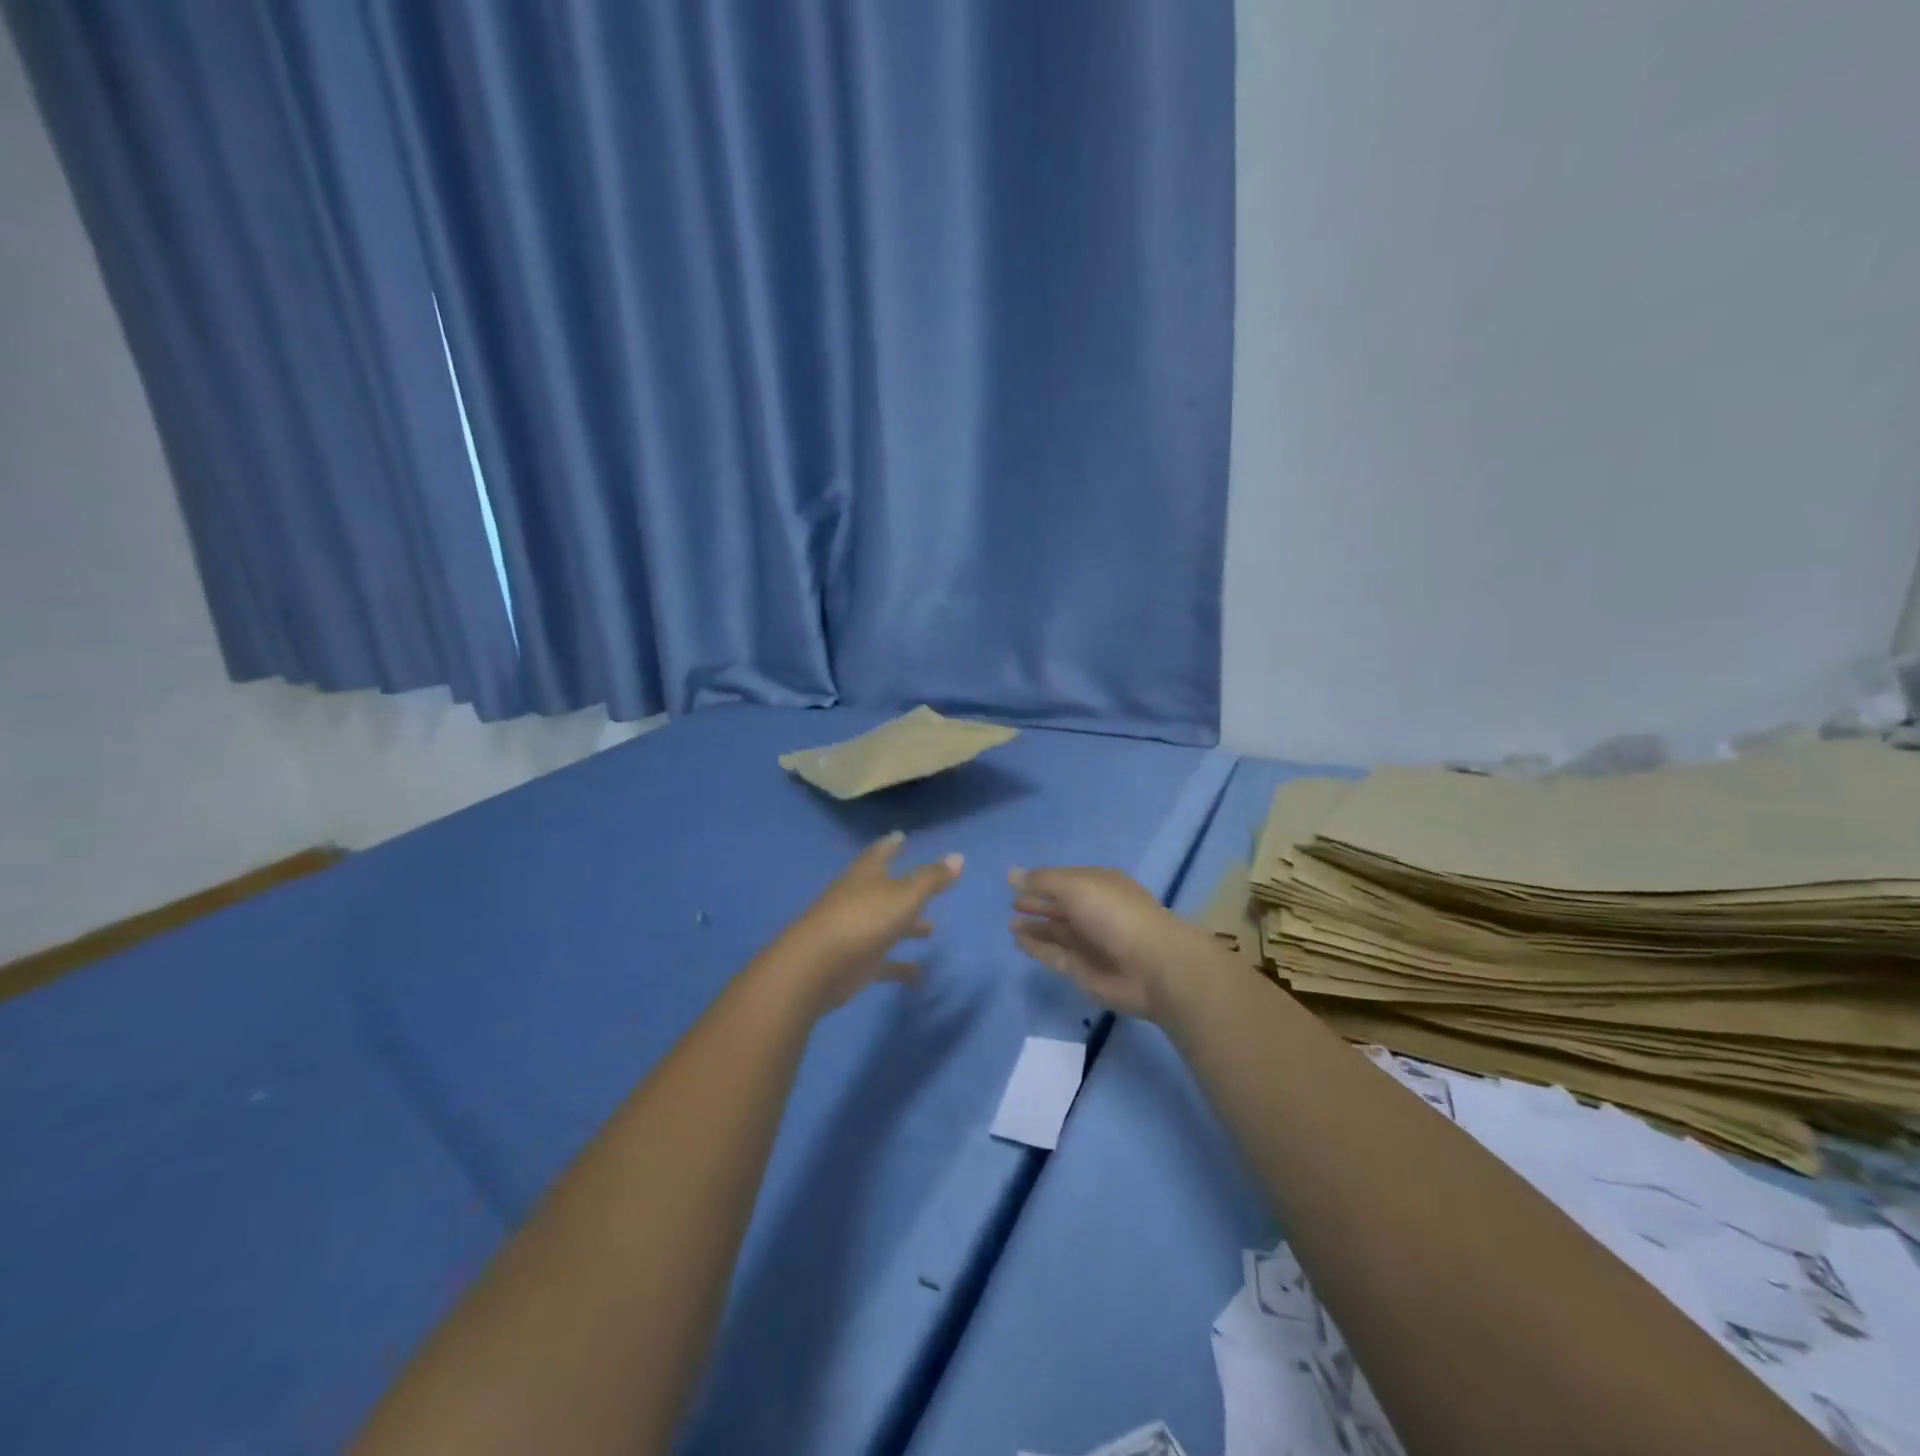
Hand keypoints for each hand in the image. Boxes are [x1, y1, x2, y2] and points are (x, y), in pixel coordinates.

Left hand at [771, 833, 963, 1012]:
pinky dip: (900, 967)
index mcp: (866, 876)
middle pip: (884, 890)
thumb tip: (959, 857)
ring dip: (907, 927)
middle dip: (904, 888)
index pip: (880, 853)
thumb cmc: (863, 919)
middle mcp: (858, 899)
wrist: (817, 967)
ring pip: (885, 925)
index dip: (891, 845)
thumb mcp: (904, 895)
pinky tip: (920, 974)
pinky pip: (883, 962)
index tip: (901, 836)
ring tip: (931, 930)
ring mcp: (855, 931)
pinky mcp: (855, 963)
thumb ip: (931, 879)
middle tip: (927, 886)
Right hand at [1010, 866, 1218, 1022]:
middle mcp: (1096, 911)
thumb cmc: (1114, 914)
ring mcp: (1091, 942)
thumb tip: (1011, 874)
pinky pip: (1055, 954)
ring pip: (1058, 932)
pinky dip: (1037, 947)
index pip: (1067, 879)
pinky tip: (1018, 941)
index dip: (1044, 880)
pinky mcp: (1084, 970)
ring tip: (1011, 923)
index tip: (1017, 882)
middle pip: (1063, 906)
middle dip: (1039, 904)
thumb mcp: (1075, 886)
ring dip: (1036, 927)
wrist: (1151, 966)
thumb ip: (1042, 882)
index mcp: (1100, 885)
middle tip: (1013, 903)